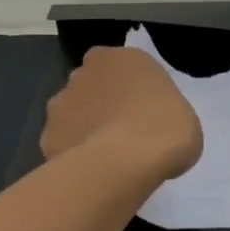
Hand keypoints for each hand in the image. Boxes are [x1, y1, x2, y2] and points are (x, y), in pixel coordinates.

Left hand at [41, 45, 202, 182]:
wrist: (127, 161)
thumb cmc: (166, 128)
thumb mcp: (182, 114)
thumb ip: (159, 111)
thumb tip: (149, 128)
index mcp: (121, 58)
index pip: (120, 65)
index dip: (128, 88)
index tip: (141, 110)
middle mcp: (84, 72)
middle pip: (91, 86)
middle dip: (100, 104)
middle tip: (122, 132)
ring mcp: (61, 103)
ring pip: (71, 113)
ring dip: (83, 127)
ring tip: (105, 157)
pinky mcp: (47, 136)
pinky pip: (62, 143)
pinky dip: (72, 154)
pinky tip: (90, 172)